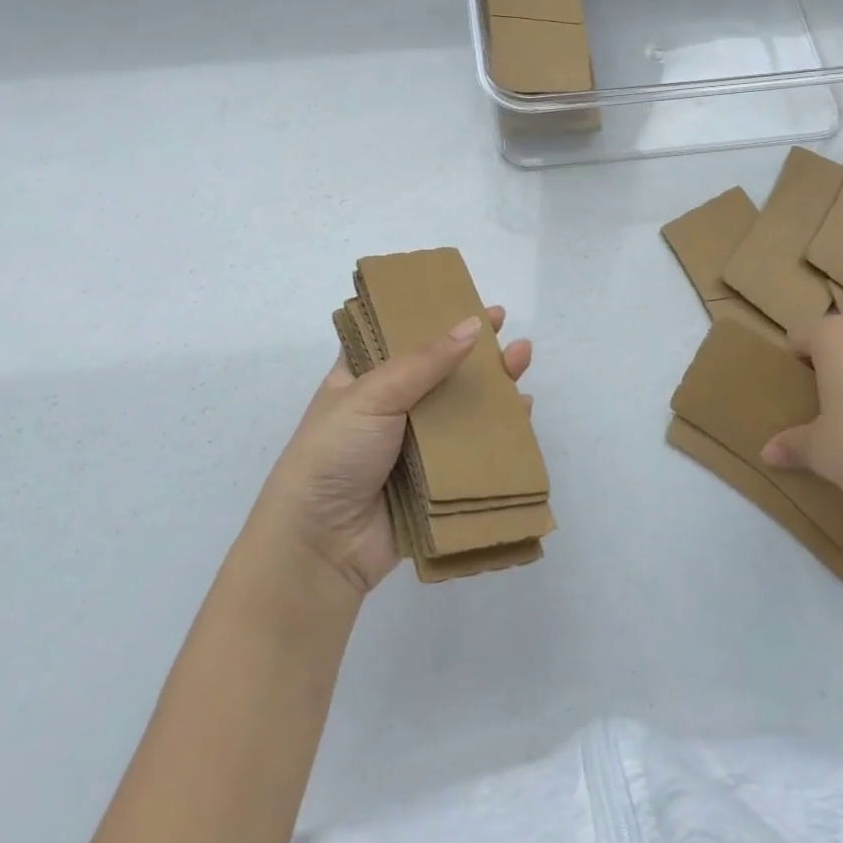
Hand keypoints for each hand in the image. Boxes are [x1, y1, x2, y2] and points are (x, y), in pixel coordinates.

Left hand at [253, 307, 531, 593]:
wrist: (320, 546)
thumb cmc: (334, 454)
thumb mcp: (372, 394)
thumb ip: (425, 361)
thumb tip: (473, 325)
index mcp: (361, 377)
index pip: (398, 334)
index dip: (430, 315)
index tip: (464, 296)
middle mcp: (388, 405)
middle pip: (438, 368)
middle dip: (471, 347)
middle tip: (505, 325)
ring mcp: (412, 443)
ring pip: (459, 406)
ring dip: (491, 384)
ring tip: (523, 358)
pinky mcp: (434, 479)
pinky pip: (472, 448)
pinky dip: (498, 430)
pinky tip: (523, 412)